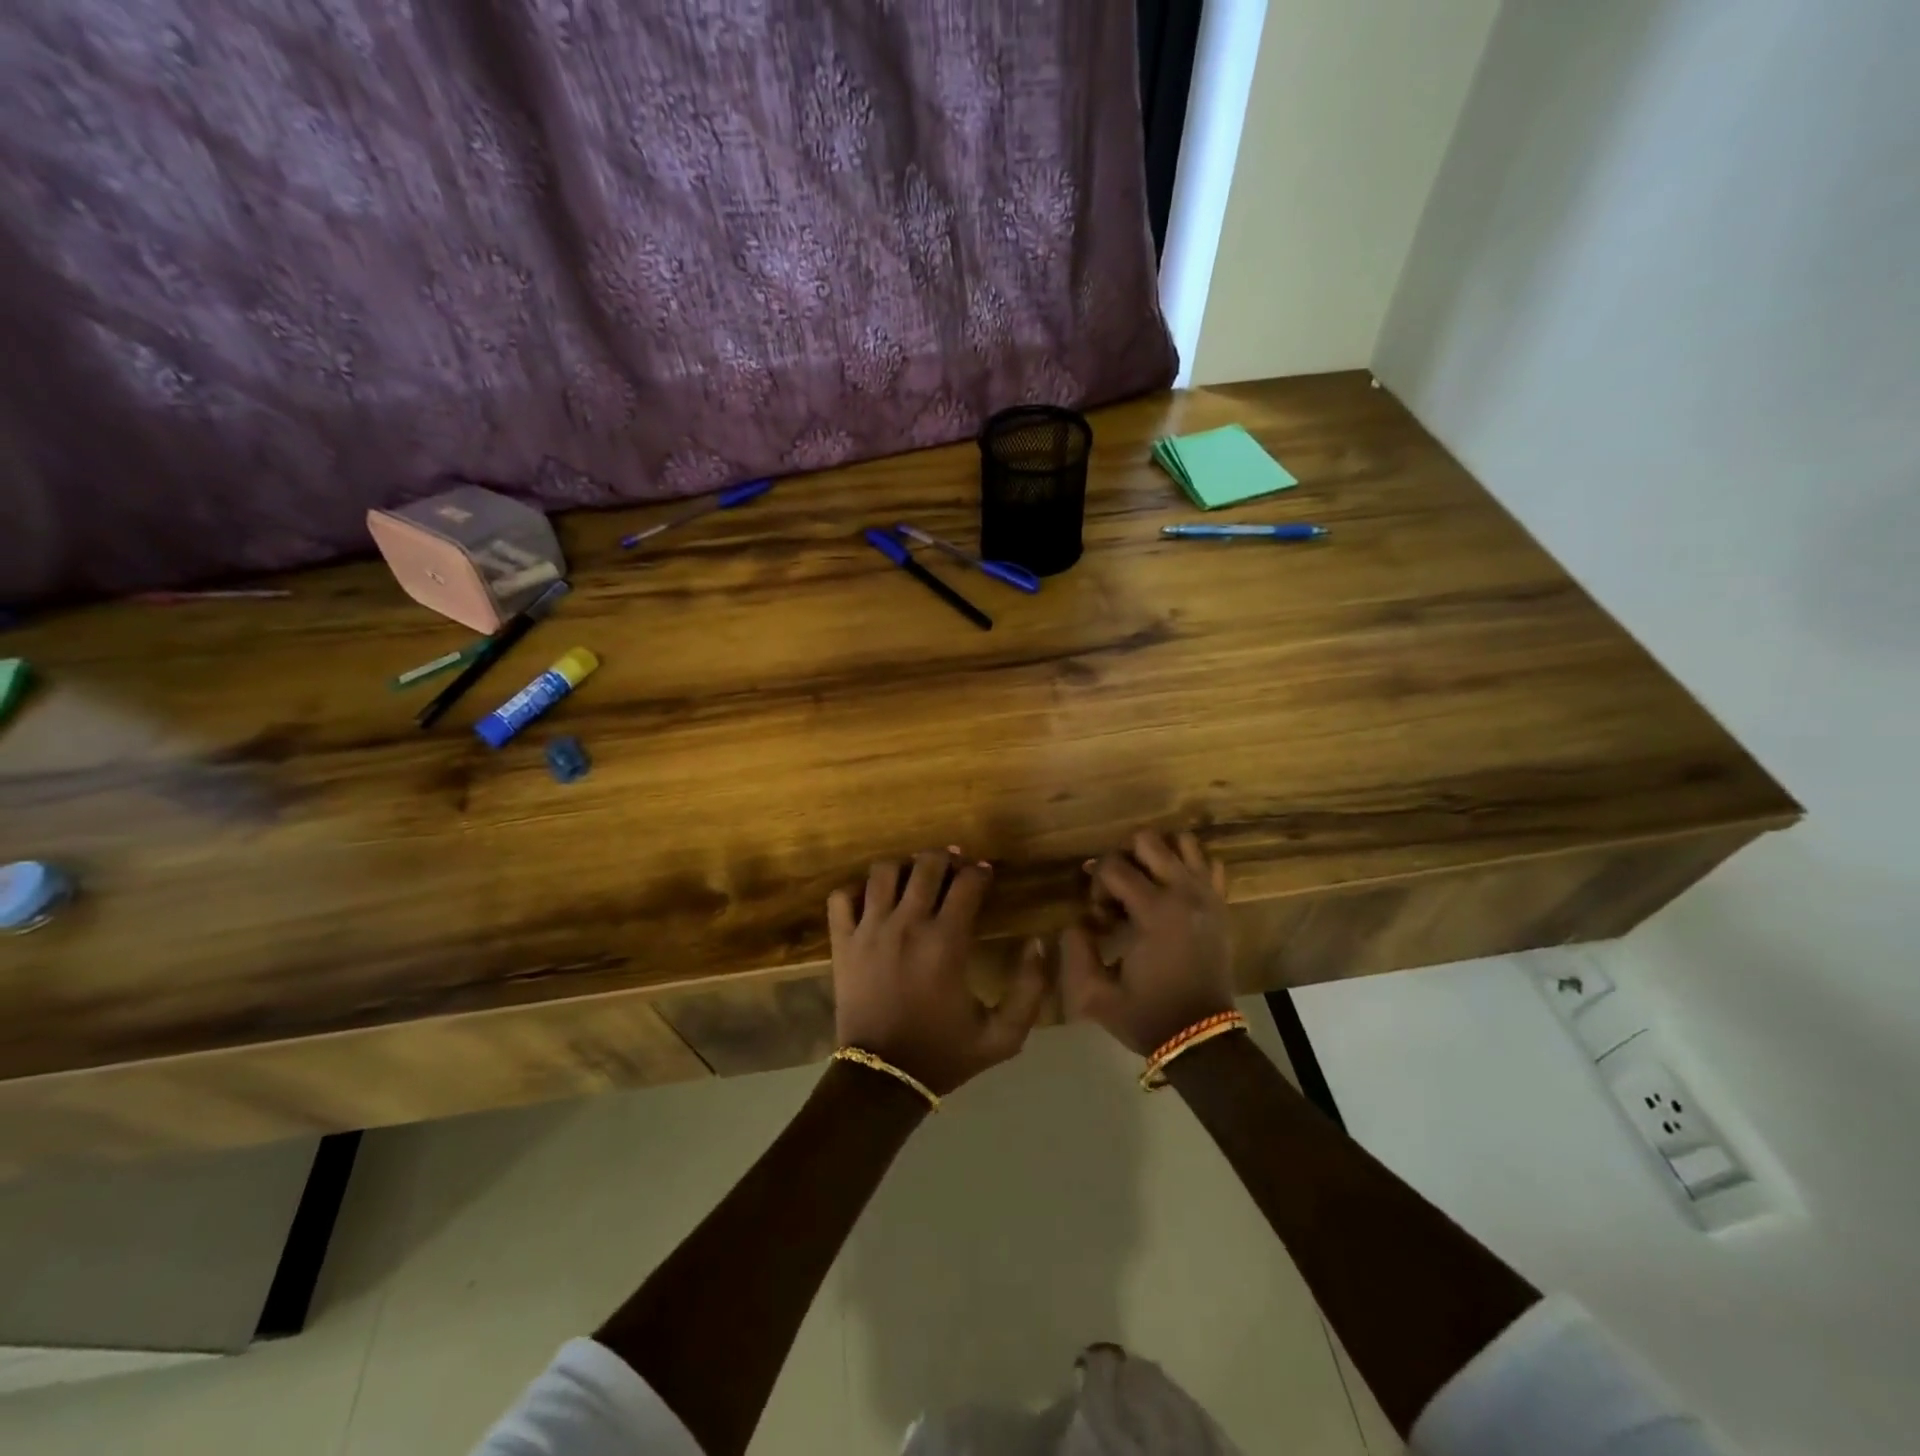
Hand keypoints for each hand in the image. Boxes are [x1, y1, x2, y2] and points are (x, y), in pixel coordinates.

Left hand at [828, 850, 1047, 1095]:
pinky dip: (856, 891)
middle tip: (953, 865)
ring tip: (914, 877)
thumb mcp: (1002, 1036)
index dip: (980, 872)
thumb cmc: (944, 1053)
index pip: (967, 883)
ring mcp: (869, 930)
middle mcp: (907, 924)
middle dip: (945, 858)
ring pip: (883, 872)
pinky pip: (842, 897)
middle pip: (926, 865)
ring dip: (903, 867)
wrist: (883, 1079)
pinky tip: (872, 901)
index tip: (985, 873)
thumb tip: (1039, 943)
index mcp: (946, 942)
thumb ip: (1030, 990)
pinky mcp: (842, 942)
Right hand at [1060, 830, 1233, 1056]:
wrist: (1201, 1038)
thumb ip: (1074, 952)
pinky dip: (1189, 866)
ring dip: (1157, 855)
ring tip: (1146, 884)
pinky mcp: (1222, 904)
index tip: (1100, 917)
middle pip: (1147, 839)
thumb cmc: (1147, 1015)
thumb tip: (1076, 922)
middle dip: (1123, 859)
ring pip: (1182, 841)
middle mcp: (1184, 892)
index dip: (1096, 884)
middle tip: (1119, 892)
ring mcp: (1208, 895)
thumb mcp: (1095, 995)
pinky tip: (1174, 890)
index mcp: (1154, 911)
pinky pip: (1209, 863)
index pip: (1113, 865)